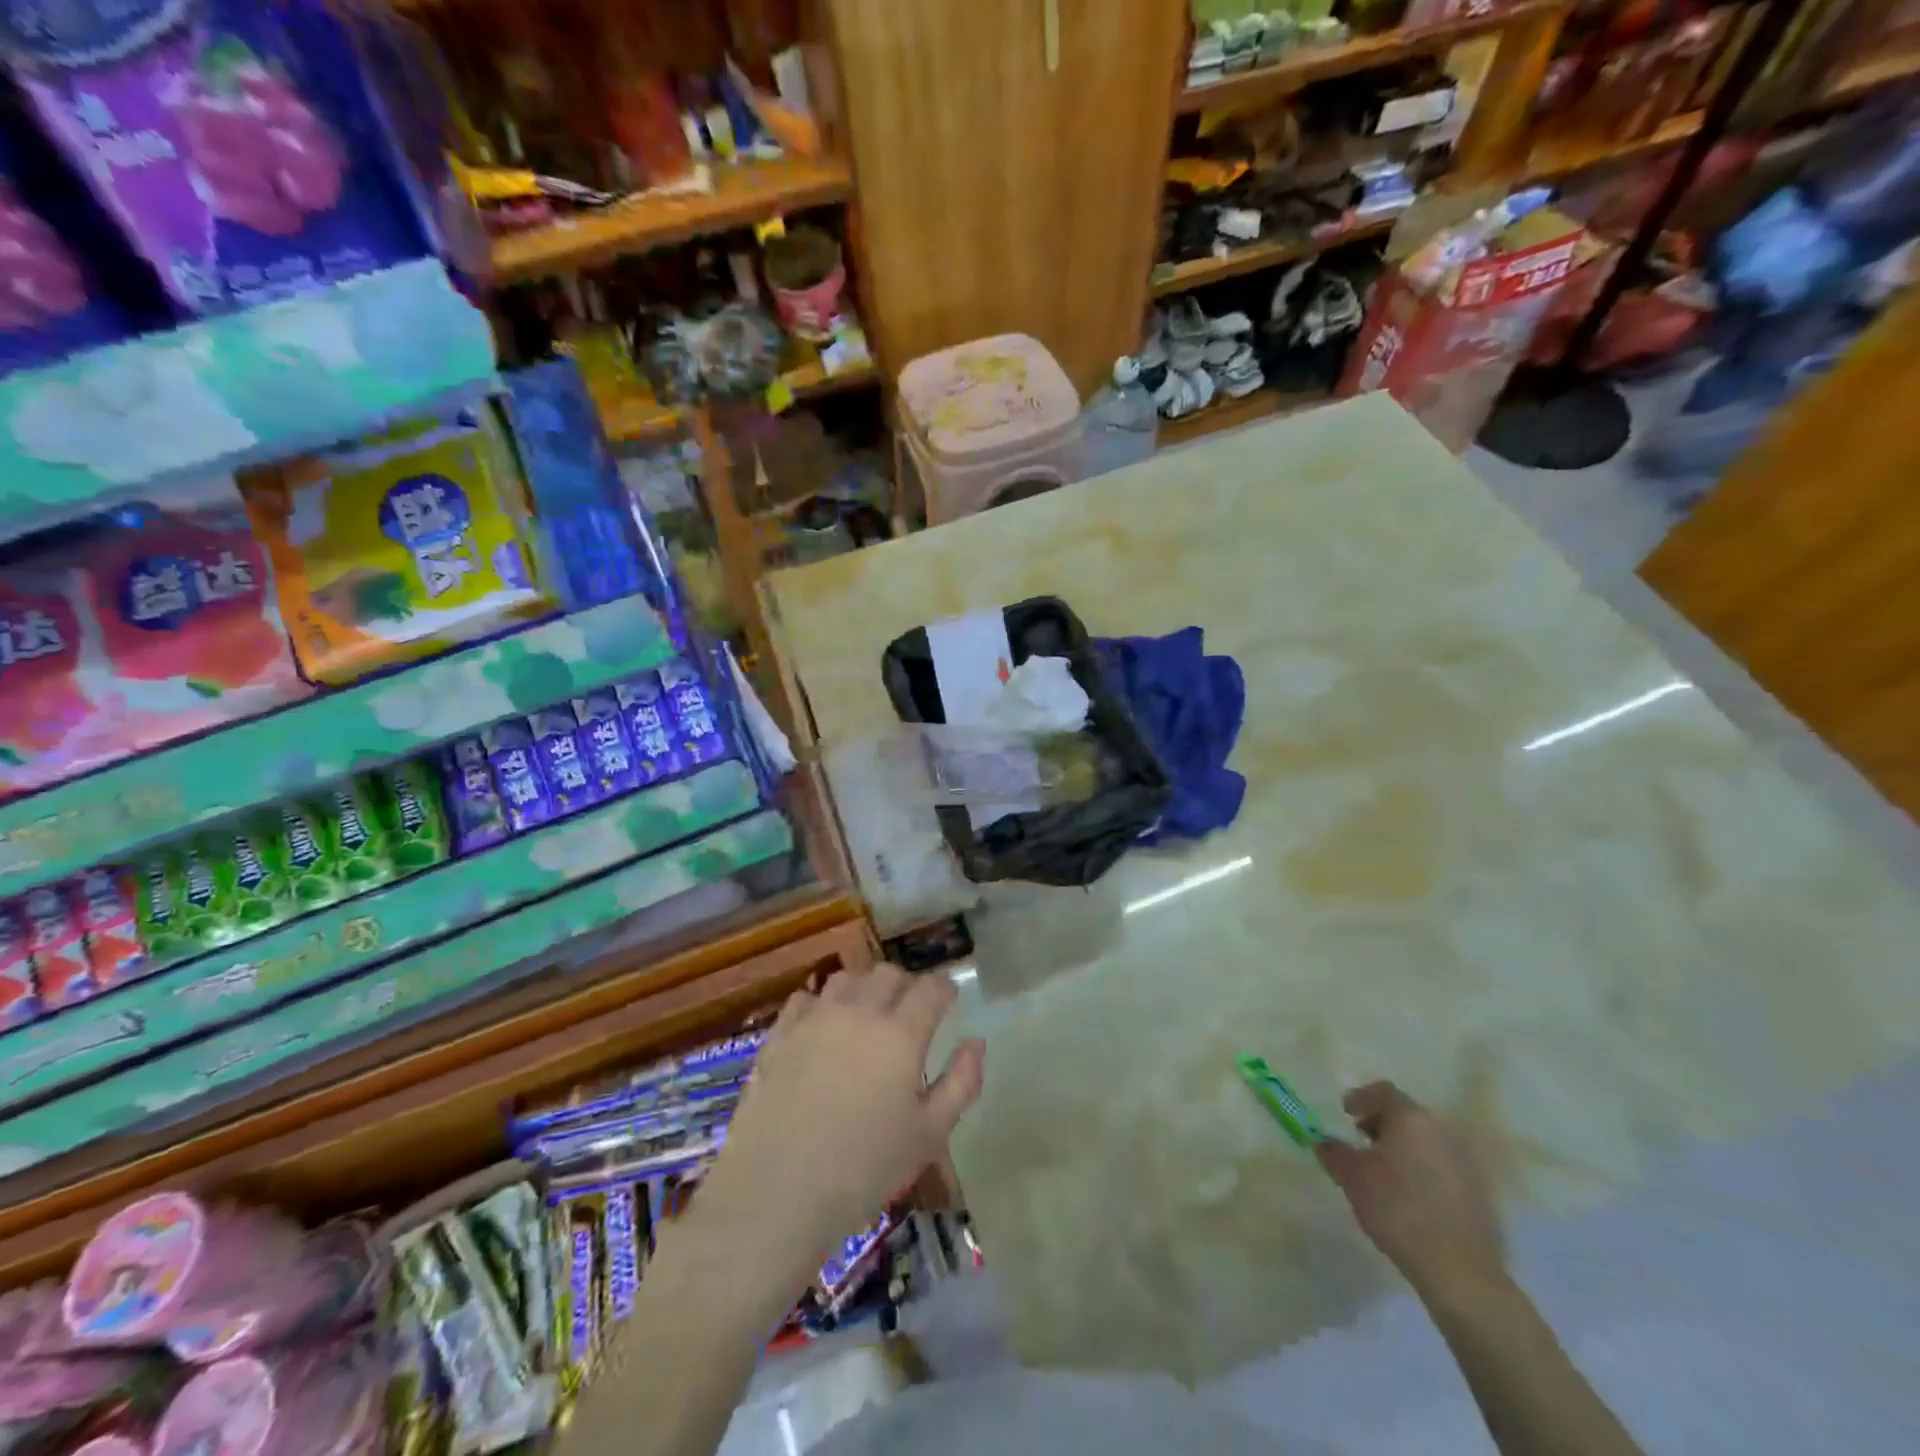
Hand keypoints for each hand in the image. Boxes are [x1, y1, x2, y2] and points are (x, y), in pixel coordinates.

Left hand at [694, 965, 985, 1298]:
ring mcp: (815, 1019)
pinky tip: (822, 1029)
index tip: (949, 1000)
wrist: (776, 1192)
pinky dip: (821, 1005)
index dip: (945, 989)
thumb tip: (976, 1042)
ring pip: (847, 978)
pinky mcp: (780, 1034)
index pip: (931, 988)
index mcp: (901, 1034)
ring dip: (864, 988)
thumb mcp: (930, 1135)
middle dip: (907, 985)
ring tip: (867, 1015)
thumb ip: (961, 1083)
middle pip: (889, 973)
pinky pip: (805, 999)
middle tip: (911, 1011)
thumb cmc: (864, 1169)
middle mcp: (859, 1012)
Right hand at [1316, 1081, 1504, 1298]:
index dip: (1360, 1099)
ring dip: (1403, 1147)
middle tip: (1361, 1141)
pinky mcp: (1479, 1191)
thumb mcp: (1352, 1177)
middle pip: (1406, 1114)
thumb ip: (1333, 1151)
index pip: (1383, 1092)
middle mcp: (1441, 1130)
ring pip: (1426, 1140)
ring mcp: (1465, 1161)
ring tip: (1384, 1171)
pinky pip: (1442, 1165)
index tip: (1345, 1115)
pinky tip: (1410, 1195)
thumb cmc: (1397, 1209)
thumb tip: (1324, 1141)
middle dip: (1381, 1123)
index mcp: (1411, 1118)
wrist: (1458, 1271)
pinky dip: (1423, 1168)